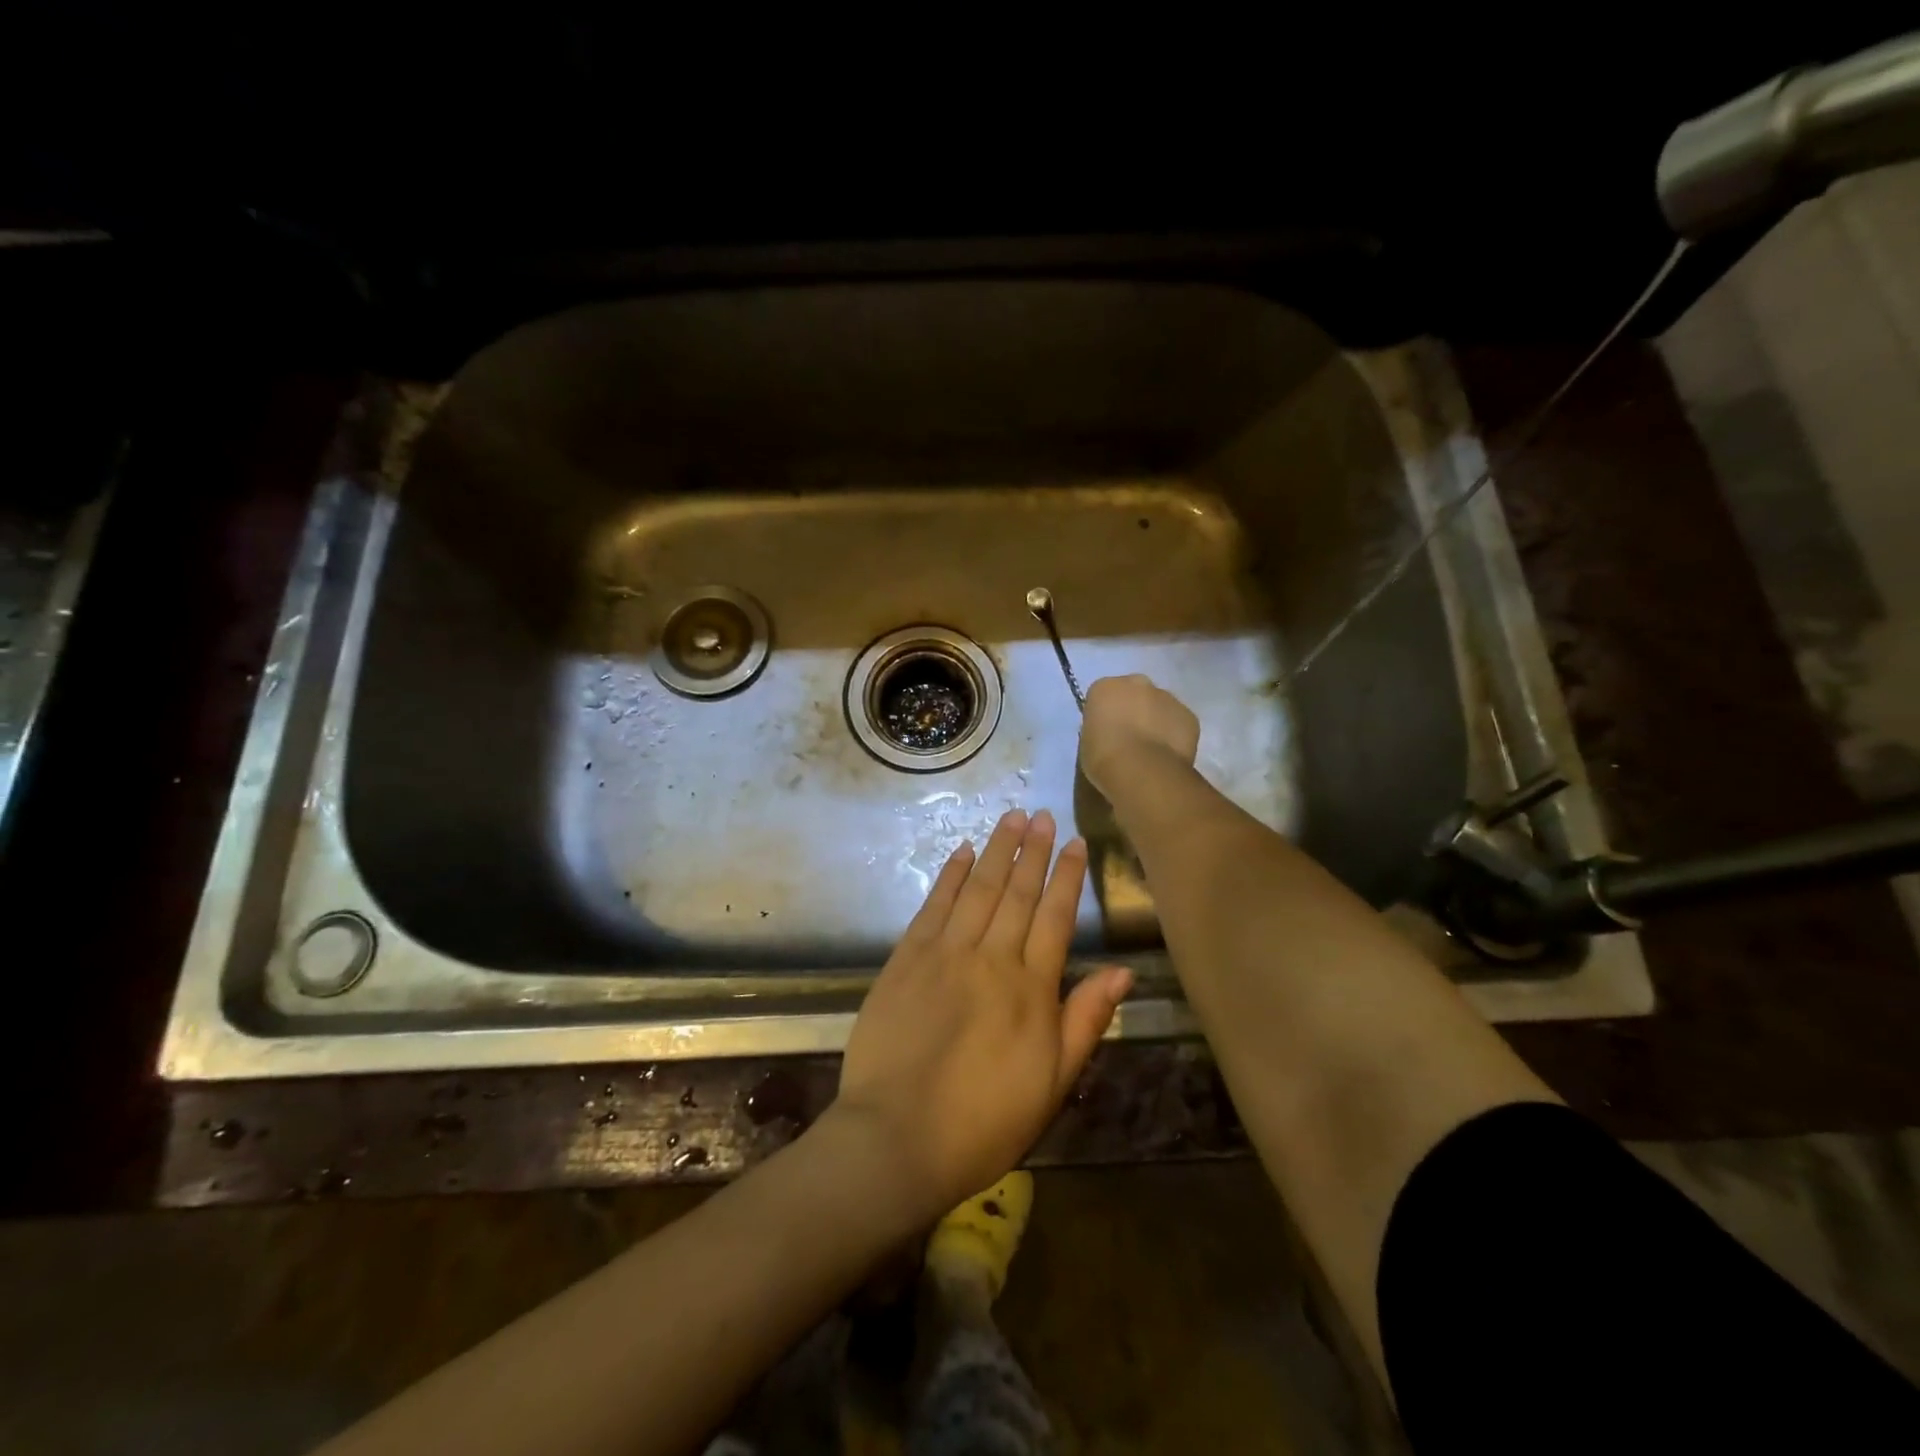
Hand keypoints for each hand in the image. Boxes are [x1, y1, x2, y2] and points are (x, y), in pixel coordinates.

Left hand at [830, 808, 1131, 1222]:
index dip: (1066, 877)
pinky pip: (933, 906)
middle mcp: (990, 959)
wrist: (896, 1138)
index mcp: (1031, 989)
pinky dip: (950, 876)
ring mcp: (944, 954)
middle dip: (1032, 851)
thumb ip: (1085, 1021)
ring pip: (978, 890)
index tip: (1074, 843)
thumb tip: (1121, 972)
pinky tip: (962, 852)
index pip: (1054, 918)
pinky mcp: (906, 959)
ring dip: (996, 851)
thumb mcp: (1052, 1083)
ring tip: (1011, 818)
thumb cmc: (983, 1122)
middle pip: (1017, 893)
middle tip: (1042, 815)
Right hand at [1079, 674, 1200, 796]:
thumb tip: (1113, 731)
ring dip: (1156, 721)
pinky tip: (1167, 754)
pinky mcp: (1189, 715)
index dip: (1106, 714)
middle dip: (1134, 709)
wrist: (1140, 770)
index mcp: (1106, 687)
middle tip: (1130, 738)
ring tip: (1151, 750)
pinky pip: (1179, 723)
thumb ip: (1101, 727)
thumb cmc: (1103, 756)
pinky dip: (1174, 734)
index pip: (1104, 695)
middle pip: (1135, 693)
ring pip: (1160, 706)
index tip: (1107, 732)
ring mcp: (1167, 697)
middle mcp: (1137, 682)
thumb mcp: (1088, 740)